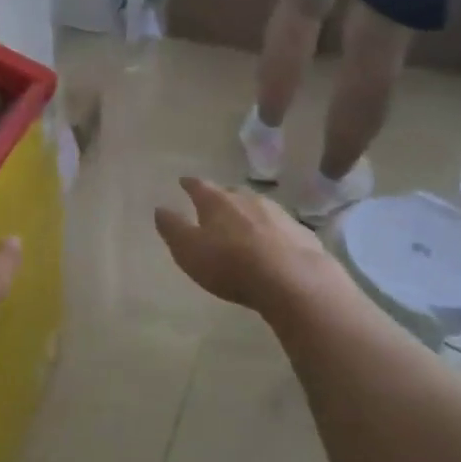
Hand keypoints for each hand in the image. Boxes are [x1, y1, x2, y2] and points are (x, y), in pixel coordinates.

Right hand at [154, 177, 345, 316]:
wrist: (292, 279)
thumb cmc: (231, 264)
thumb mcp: (189, 250)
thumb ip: (173, 228)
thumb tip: (160, 208)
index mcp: (217, 201)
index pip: (199, 186)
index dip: (189, 184)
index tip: (183, 181)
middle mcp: (247, 198)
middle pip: (230, 193)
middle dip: (221, 198)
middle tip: (214, 206)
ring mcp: (277, 213)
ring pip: (257, 207)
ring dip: (248, 214)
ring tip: (243, 226)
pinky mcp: (300, 232)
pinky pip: (280, 227)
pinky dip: (271, 232)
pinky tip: (272, 245)